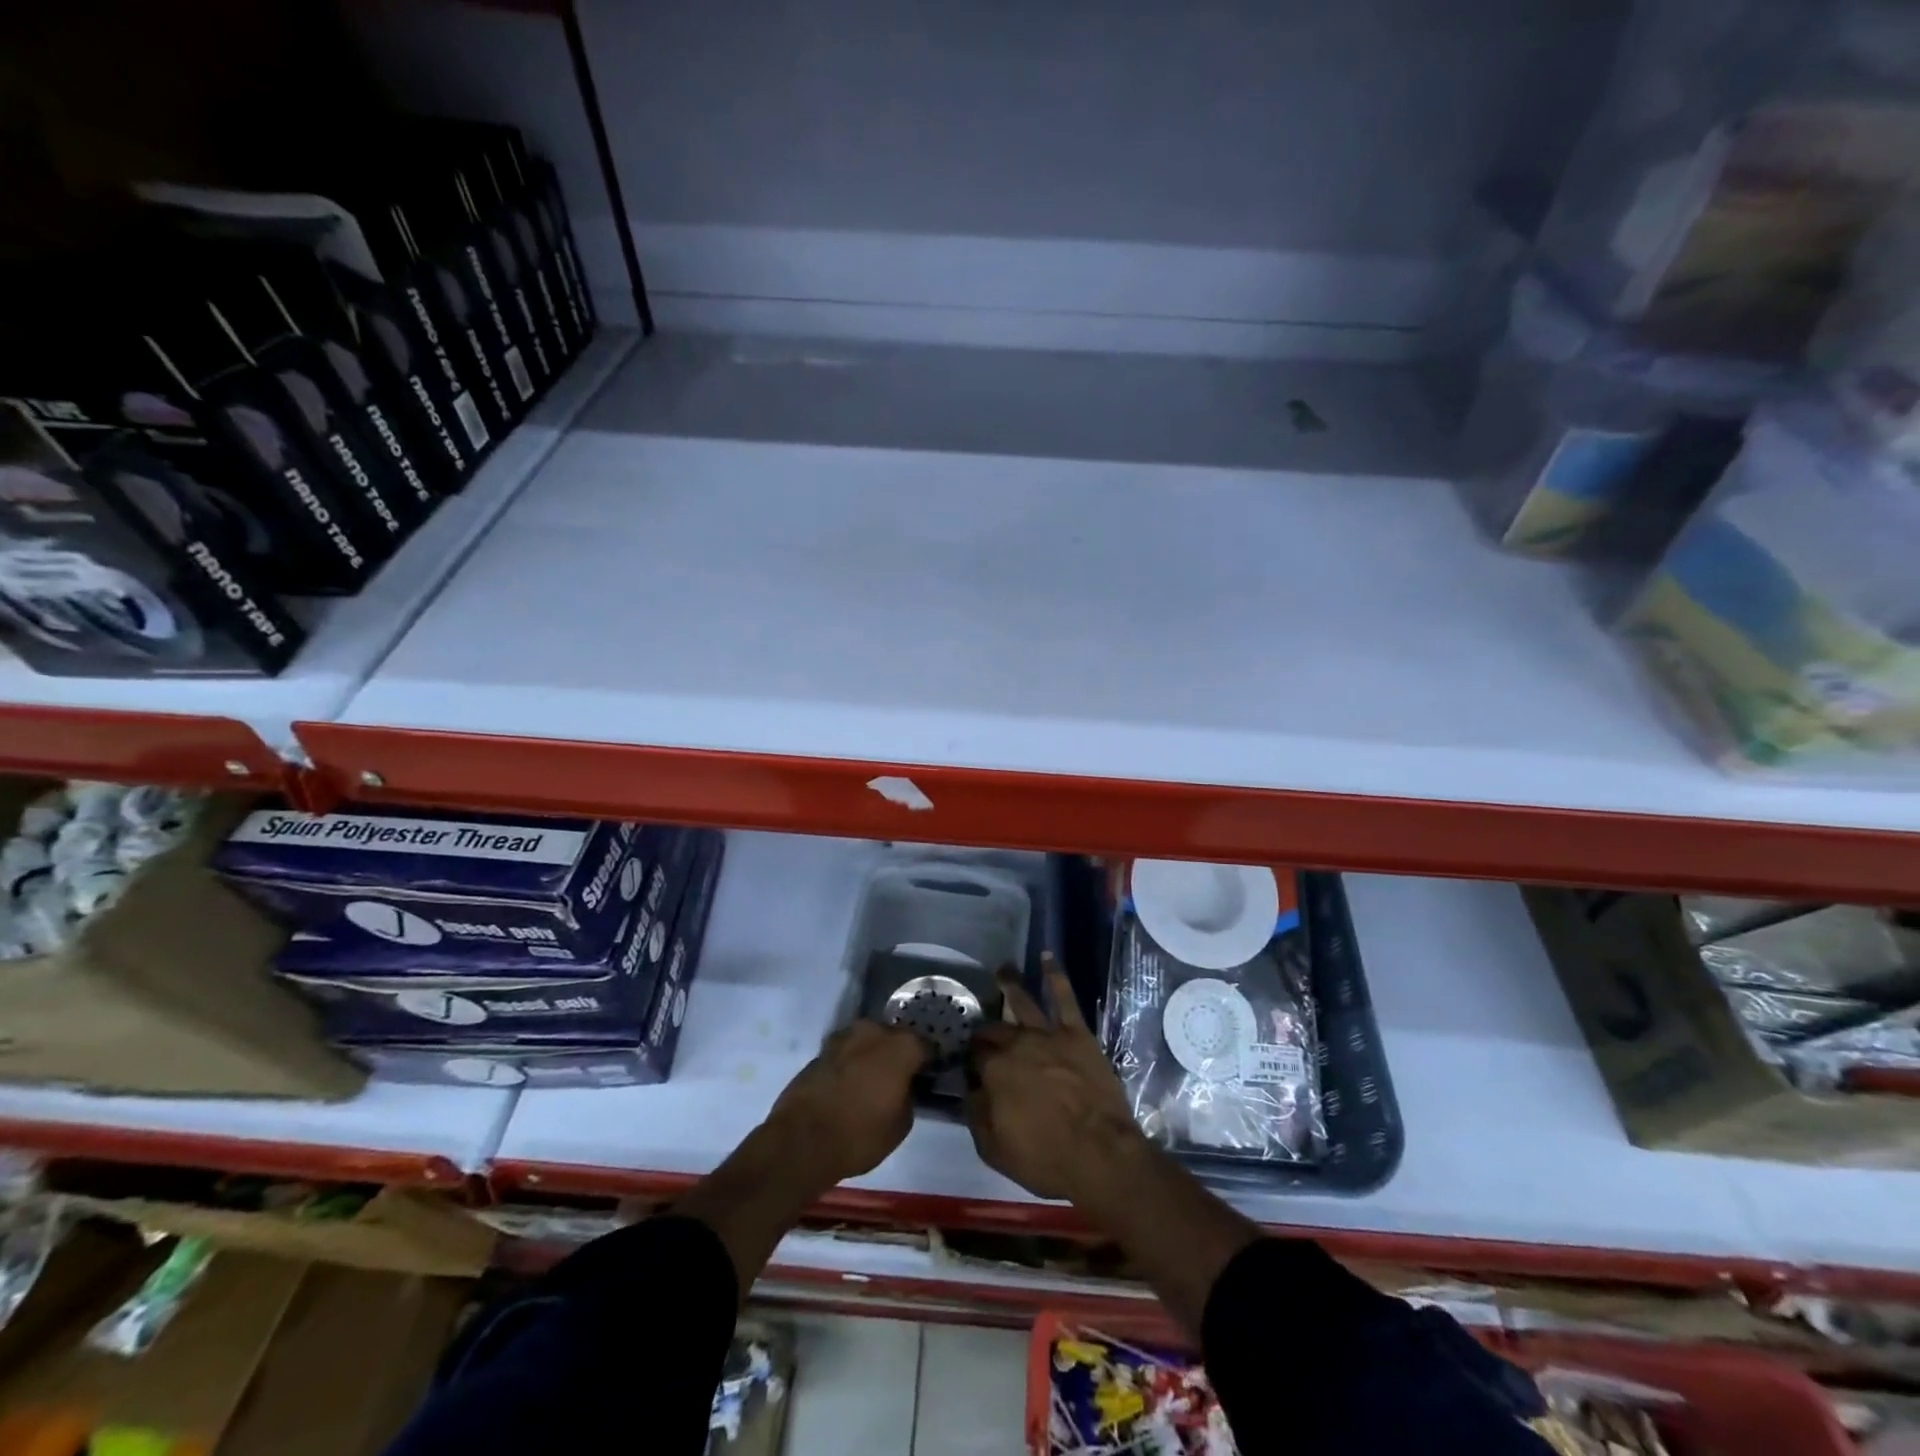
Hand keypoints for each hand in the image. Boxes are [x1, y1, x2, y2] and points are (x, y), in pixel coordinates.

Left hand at [765, 1020, 929, 1188]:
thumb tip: (903, 1087)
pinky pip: (846, 1053)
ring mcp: (843, 1037)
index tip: (927, 1076)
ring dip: (871, 1056)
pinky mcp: (820, 1050)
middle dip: (897, 1053)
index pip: (925, 1045)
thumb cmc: (860, 1135)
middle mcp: (873, 1031)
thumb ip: (908, 1096)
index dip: (928, 1061)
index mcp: (901, 1045)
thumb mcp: (901, 1125)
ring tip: (871, 1081)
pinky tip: (849, 1085)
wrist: (801, 1141)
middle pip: (894, 1037)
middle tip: (898, 1078)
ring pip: (867, 1042)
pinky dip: (850, 1064)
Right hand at [966, 956, 1145, 1199]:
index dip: (969, 1059)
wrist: (1101, 1155)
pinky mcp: (1076, 1032)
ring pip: (1022, 1001)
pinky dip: (1055, 975)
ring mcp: (1047, 1034)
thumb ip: (976, 1115)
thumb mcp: (995, 1150)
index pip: (973, 1056)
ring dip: (1010, 984)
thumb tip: (969, 1089)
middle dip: (985, 1030)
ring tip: (1001, 969)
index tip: (969, 1064)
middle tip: (981, 1031)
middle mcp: (1016, 1044)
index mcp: (993, 1071)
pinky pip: (1064, 997)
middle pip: (994, 1029)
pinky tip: (1047, 957)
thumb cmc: (1046, 1159)